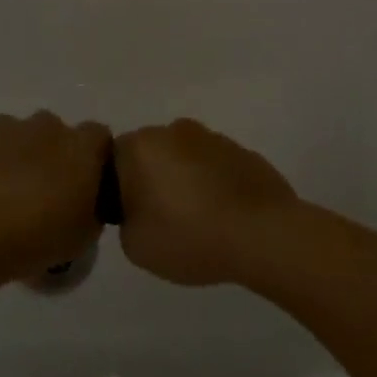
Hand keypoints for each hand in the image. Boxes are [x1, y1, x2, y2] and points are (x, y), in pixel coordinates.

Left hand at [0, 113, 110, 279]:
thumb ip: (90, 211)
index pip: (99, 138)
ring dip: (14, 157)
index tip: (82, 186)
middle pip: (55, 133)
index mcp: (81, 149)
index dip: (92, 159)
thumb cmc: (32, 238)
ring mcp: (5, 125)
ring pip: (16, 135)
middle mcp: (46, 126)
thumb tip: (85, 202)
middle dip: (49, 156)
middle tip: (37, 195)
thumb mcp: (80, 239)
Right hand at [113, 119, 299, 285]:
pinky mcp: (242, 150)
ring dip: (184, 180)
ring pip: (183, 157)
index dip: (117, 189)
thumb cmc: (190, 236)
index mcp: (140, 146)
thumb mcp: (135, 245)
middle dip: (151, 180)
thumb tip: (139, 208)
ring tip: (197, 221)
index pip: (112, 160)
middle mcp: (173, 130)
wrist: (263, 234)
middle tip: (161, 220)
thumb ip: (125, 220)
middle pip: (150, 154)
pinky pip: (214, 166)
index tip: (131, 217)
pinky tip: (223, 216)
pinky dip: (213, 184)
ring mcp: (211, 137)